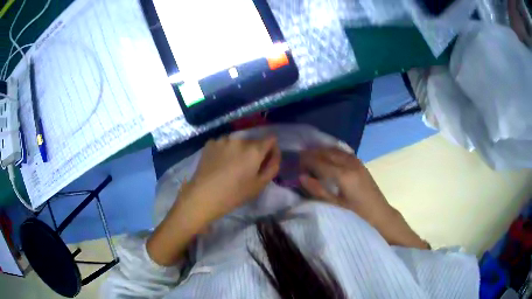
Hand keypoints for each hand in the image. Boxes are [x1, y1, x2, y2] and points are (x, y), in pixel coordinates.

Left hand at [179, 136, 280, 223]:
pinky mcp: (210, 143)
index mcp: (254, 149)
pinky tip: (218, 164)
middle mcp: (239, 139)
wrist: (203, 196)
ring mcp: (222, 139)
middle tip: (246, 168)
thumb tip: (275, 154)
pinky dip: (224, 151)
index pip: (271, 139)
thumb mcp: (260, 185)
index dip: (271, 149)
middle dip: (253, 151)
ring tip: (230, 166)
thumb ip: (272, 167)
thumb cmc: (234, 194)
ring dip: (238, 150)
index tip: (266, 160)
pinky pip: (223, 144)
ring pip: (237, 142)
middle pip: (253, 141)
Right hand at [299, 148, 427, 248]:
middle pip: (327, 152)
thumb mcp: (335, 206)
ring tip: (311, 155)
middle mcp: (350, 164)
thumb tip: (302, 176)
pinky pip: (343, 151)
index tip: (295, 162)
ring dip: (322, 150)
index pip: (319, 162)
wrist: (380, 213)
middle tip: (300, 158)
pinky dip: (332, 151)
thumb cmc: (356, 214)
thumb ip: (317, 190)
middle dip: (312, 153)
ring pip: (335, 150)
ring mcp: (357, 162)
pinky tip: (327, 155)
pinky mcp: (360, 163)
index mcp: (343, 175)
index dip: (306, 160)